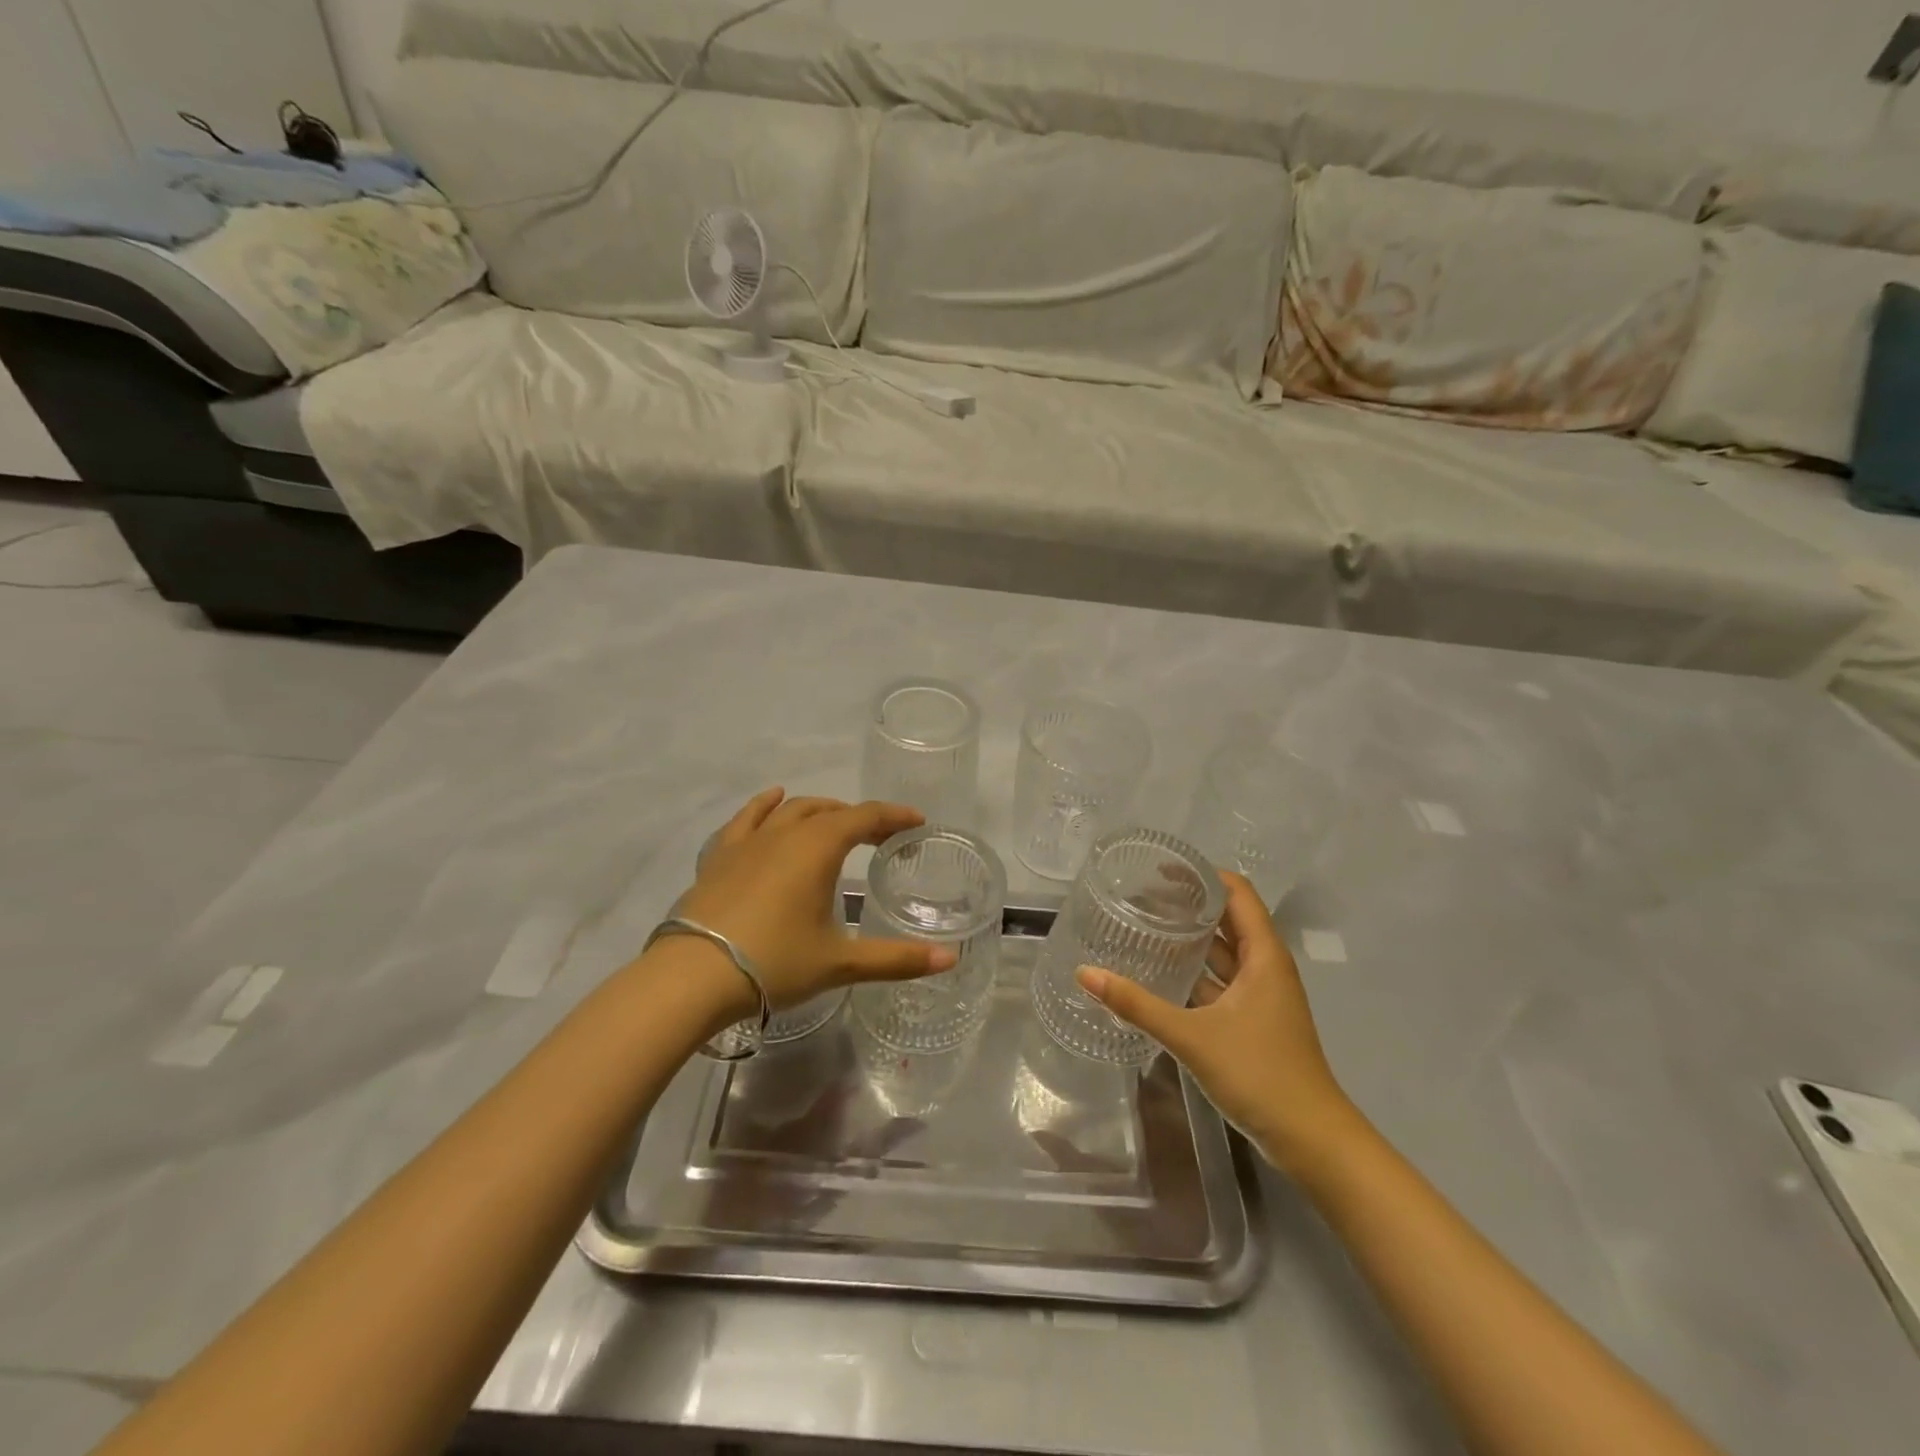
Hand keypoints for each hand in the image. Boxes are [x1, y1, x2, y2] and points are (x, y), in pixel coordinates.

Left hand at [669, 788, 956, 1010]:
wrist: (693, 975)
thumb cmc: (774, 962)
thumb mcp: (840, 962)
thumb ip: (896, 959)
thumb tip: (950, 960)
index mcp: (819, 847)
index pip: (865, 817)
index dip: (894, 816)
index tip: (916, 821)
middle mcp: (785, 833)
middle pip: (829, 810)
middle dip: (859, 817)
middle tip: (879, 836)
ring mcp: (748, 841)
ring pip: (790, 810)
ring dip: (818, 810)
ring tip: (834, 819)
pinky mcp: (720, 856)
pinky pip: (746, 819)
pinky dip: (764, 806)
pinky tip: (771, 801)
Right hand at [1075, 871, 1356, 1172]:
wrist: (1312, 1141)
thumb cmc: (1260, 1074)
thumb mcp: (1192, 1036)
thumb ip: (1137, 1004)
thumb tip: (1085, 974)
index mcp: (1263, 956)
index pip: (1236, 893)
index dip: (1202, 874)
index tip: (1161, 867)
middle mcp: (1264, 967)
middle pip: (1227, 919)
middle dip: (1188, 904)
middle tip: (1141, 896)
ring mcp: (1260, 996)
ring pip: (1222, 954)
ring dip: (1189, 940)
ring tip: (1144, 927)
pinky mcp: (1253, 1022)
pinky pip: (1219, 983)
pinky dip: (1193, 973)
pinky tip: (1160, 976)